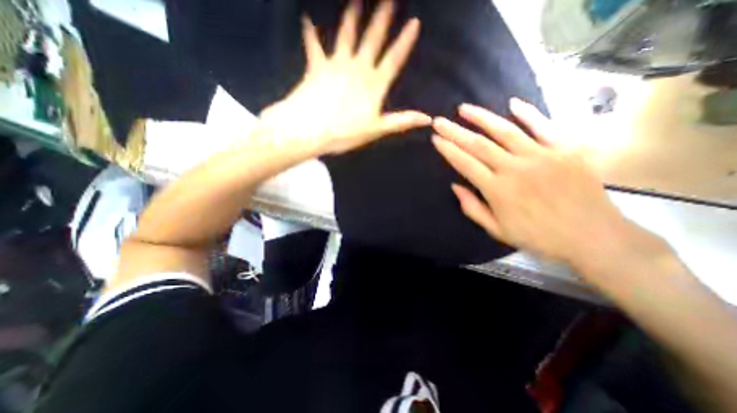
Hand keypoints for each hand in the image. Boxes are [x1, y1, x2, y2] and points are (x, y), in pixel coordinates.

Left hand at [259, 0, 432, 154]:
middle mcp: (358, 68)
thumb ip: (402, 121)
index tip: (414, 21)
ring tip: (356, 0)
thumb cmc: (346, 132)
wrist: (312, 129)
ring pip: (347, 35)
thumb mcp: (377, 129)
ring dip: (352, 15)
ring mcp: (336, 64)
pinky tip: (306, 19)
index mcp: (374, 84)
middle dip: (382, 17)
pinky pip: (313, 45)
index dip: (404, 42)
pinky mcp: (317, 66)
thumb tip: (427, 119)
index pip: (394, 59)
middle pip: (372, 38)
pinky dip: (309, 32)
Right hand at [433, 98, 626, 267]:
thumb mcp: (496, 230)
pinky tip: (512, 103)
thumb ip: (472, 208)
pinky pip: (544, 126)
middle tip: (439, 120)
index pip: (465, 163)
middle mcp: (515, 168)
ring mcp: (541, 155)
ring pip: (505, 130)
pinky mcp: (565, 149)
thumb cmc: (537, 236)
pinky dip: (528, 113)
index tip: (435, 138)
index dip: (448, 149)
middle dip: (455, 131)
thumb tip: (454, 186)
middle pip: (478, 144)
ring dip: (481, 117)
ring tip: (464, 108)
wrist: (592, 237)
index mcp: (497, 189)